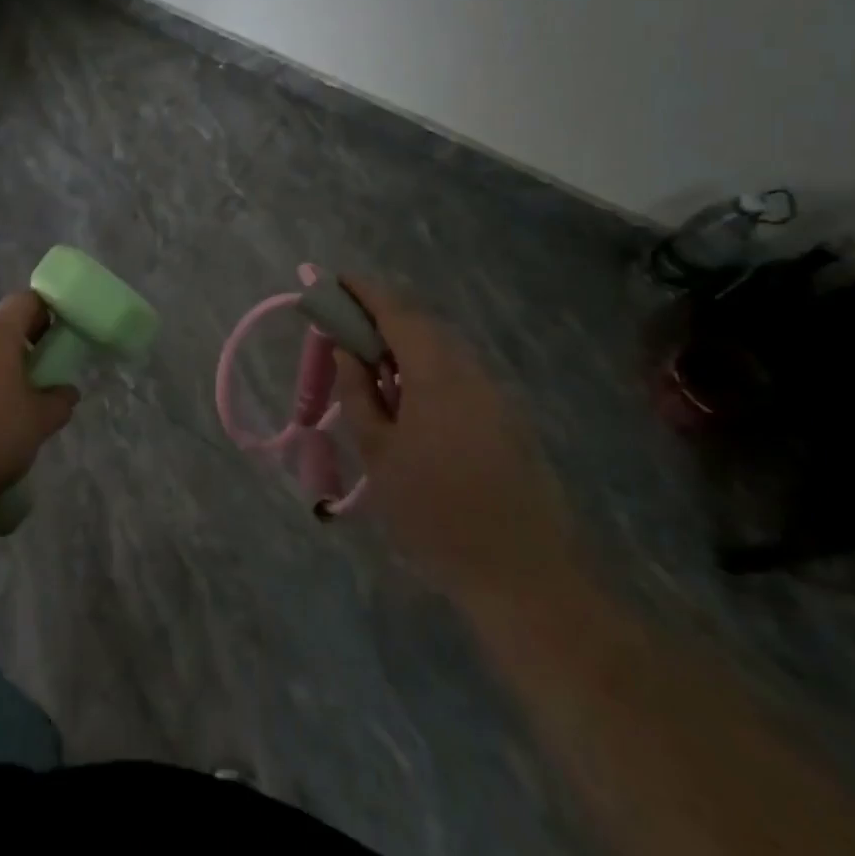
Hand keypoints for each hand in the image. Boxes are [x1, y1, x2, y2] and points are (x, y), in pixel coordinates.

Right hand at [333, 279, 580, 610]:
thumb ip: (358, 393)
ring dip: (403, 346)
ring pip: (442, 350)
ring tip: (370, 368)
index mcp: (436, 372)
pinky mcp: (507, 418)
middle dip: (380, 317)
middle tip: (343, 330)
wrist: (523, 574)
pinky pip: (458, 374)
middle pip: (421, 325)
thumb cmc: (434, 512)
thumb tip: (346, 351)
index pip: (395, 311)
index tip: (331, 280)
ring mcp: (495, 394)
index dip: (362, 291)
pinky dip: (425, 370)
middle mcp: (470, 371)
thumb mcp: (378, 453)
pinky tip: (408, 402)